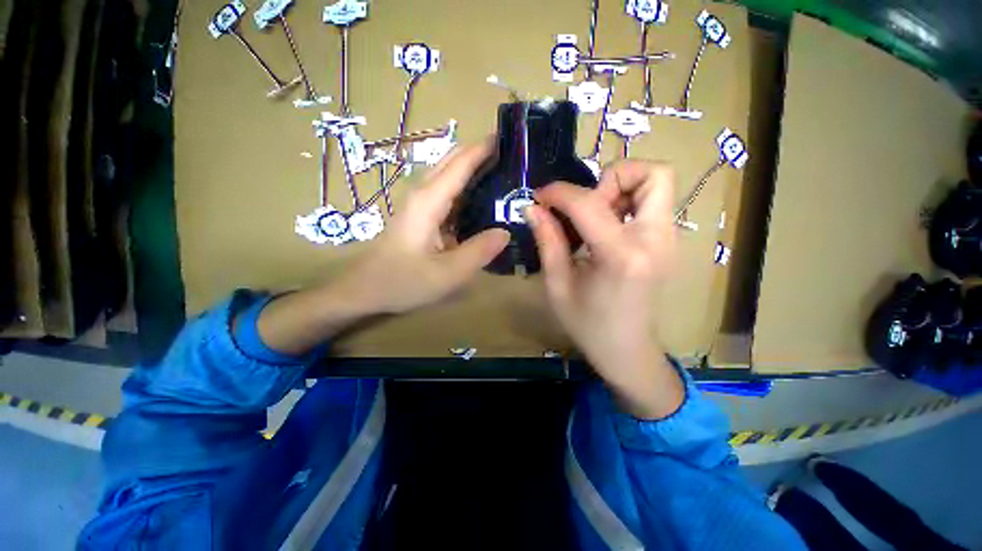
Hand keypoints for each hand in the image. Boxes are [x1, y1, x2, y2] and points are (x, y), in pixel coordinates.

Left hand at [333, 140, 509, 313]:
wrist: (364, 290)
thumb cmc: (402, 281)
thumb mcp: (447, 274)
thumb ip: (479, 252)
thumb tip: (506, 231)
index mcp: (429, 200)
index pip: (461, 162)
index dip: (486, 147)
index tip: (512, 138)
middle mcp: (423, 193)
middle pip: (454, 161)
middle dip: (482, 154)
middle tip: (514, 161)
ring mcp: (420, 204)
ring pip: (450, 176)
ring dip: (475, 171)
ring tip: (505, 177)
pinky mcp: (421, 215)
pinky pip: (448, 194)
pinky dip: (467, 191)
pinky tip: (484, 203)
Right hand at [527, 160, 683, 418]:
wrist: (627, 350)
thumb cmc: (587, 325)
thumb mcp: (557, 285)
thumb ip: (548, 240)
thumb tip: (533, 208)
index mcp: (622, 257)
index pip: (591, 203)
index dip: (560, 192)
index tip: (541, 197)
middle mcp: (655, 241)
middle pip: (653, 173)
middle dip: (611, 177)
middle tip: (584, 205)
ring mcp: (669, 240)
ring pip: (658, 183)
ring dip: (621, 187)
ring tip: (593, 216)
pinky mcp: (668, 243)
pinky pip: (654, 202)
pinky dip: (627, 201)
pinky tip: (605, 226)